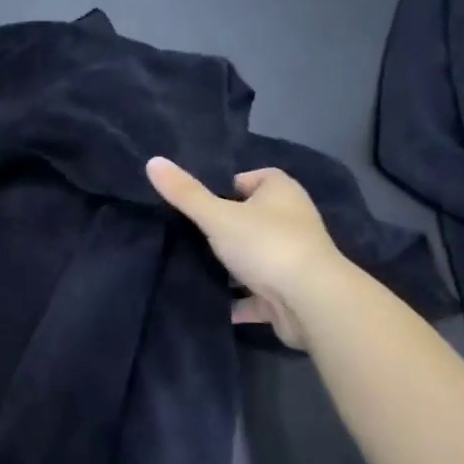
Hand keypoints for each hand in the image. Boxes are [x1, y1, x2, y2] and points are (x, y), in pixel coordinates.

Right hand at [146, 157, 342, 349]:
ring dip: (231, 265)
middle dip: (225, 227)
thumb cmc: (266, 244)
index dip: (228, 186)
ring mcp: (293, 258)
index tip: (199, 201)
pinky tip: (211, 303)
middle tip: (189, 234)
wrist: (311, 302)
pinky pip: (257, 295)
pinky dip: (238, 300)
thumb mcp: (217, 215)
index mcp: (281, 192)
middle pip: (253, 218)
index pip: (254, 178)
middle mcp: (292, 220)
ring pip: (255, 257)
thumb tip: (152, 161)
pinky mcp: (290, 293)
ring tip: (192, 266)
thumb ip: (185, 193)